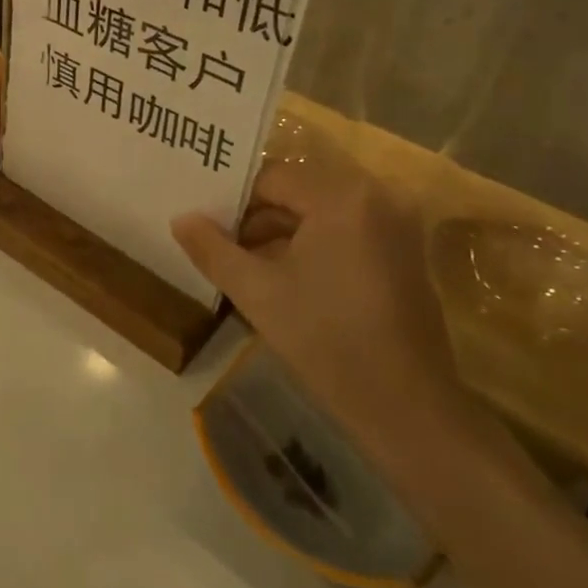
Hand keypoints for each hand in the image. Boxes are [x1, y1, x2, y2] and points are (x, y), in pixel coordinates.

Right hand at [171, 141, 466, 452]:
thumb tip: (180, 218)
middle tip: (219, 245)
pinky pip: (345, 230)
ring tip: (244, 264)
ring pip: (320, 212)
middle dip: (256, 218)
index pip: (272, 178)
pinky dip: (312, 245)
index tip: (207, 228)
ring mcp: (397, 224)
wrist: (407, 410)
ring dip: (282, 233)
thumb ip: (212, 249)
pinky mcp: (405, 252)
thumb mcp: (257, 292)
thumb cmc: (326, 341)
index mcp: (342, 197)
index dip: (234, 202)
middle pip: (298, 191)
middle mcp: (376, 196)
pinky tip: (283, 278)